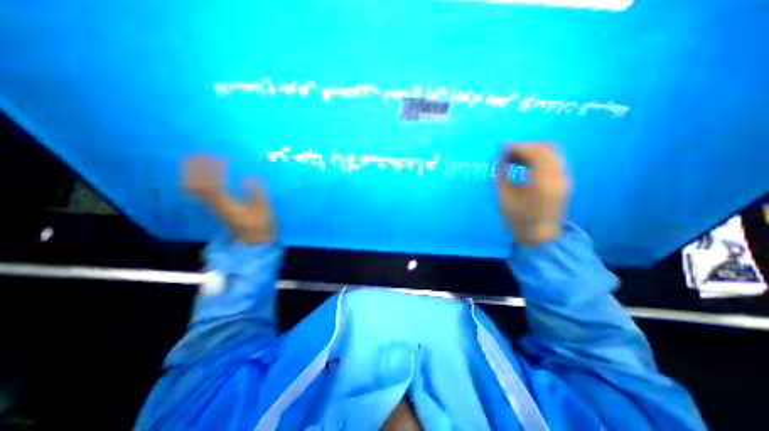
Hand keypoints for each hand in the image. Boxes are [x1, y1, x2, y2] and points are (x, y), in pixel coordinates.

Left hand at [183, 155, 273, 243]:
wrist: (252, 237)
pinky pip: (196, 192)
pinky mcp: (211, 206)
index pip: (213, 185)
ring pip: (192, 188)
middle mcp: (214, 204)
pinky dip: (195, 180)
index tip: (221, 159)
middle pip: (195, 186)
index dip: (213, 171)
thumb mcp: (264, 208)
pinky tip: (201, 173)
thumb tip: (247, 178)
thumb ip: (257, 193)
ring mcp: (210, 206)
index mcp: (227, 204)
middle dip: (196, 169)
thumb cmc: (260, 222)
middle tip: (202, 154)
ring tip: (198, 160)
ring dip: (192, 174)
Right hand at [500, 143, 569, 245]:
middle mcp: (558, 176)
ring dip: (532, 151)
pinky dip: (539, 158)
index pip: (534, 152)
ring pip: (551, 153)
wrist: (540, 236)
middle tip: (507, 153)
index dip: (517, 147)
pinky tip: (525, 165)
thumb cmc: (518, 219)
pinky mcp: (564, 181)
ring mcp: (564, 178)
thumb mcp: (504, 197)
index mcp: (542, 181)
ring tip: (514, 158)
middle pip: (545, 148)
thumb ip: (501, 175)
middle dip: (524, 147)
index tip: (501, 150)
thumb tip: (499, 159)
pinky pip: (553, 161)